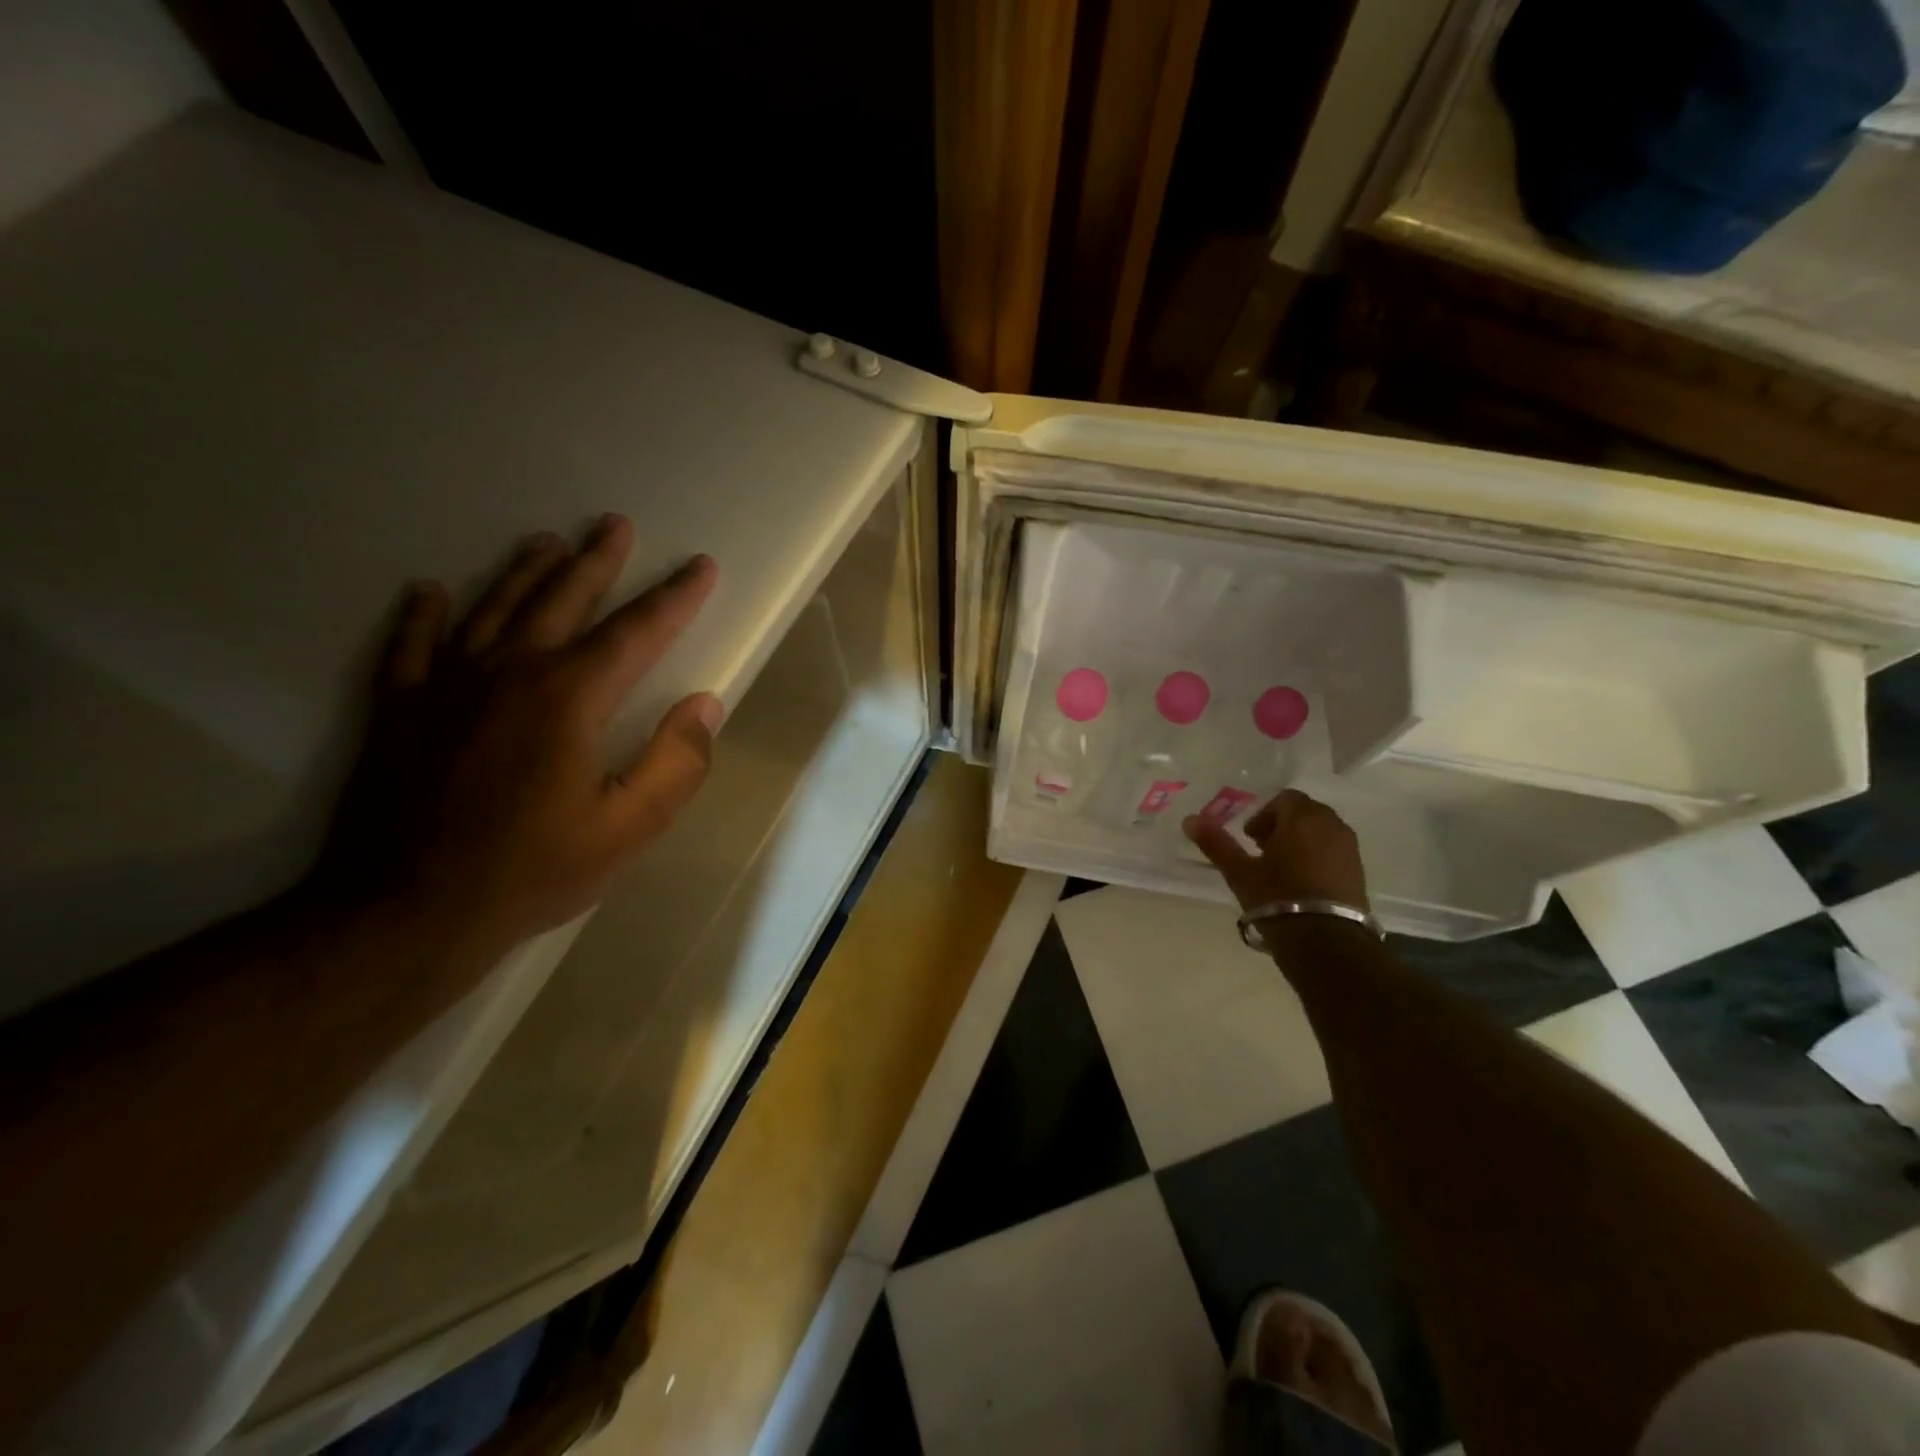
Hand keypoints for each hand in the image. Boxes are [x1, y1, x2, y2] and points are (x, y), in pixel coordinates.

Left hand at [310, 514, 720, 955]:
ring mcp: (446, 686)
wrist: (405, 912)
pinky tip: (430, 592)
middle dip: (596, 561)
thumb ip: (676, 762)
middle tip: (614, 524)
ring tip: (546, 542)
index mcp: (570, 697)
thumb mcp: (628, 828)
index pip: (637, 631)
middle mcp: (510, 672)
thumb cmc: (532, 870)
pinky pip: (411, 646)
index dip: (675, 597)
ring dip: (524, 572)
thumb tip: (705, 704)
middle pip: (561, 600)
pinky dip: (424, 615)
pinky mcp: (399, 711)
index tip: (701, 567)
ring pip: (492, 609)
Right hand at [1183, 789, 1368, 912]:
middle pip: (1304, 813)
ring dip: (1301, 841)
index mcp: (1302, 818)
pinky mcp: (1359, 872)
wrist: (1326, 941)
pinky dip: (1317, 857)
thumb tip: (1190, 819)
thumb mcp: (1240, 872)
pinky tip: (1302, 883)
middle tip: (1262, 851)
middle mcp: (1331, 825)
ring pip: (1321, 832)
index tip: (1250, 838)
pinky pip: (1334, 851)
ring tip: (1282, 869)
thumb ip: (1216, 843)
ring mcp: (1349, 849)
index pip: (1284, 799)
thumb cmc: (1277, 898)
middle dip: (1283, 826)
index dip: (1263, 815)